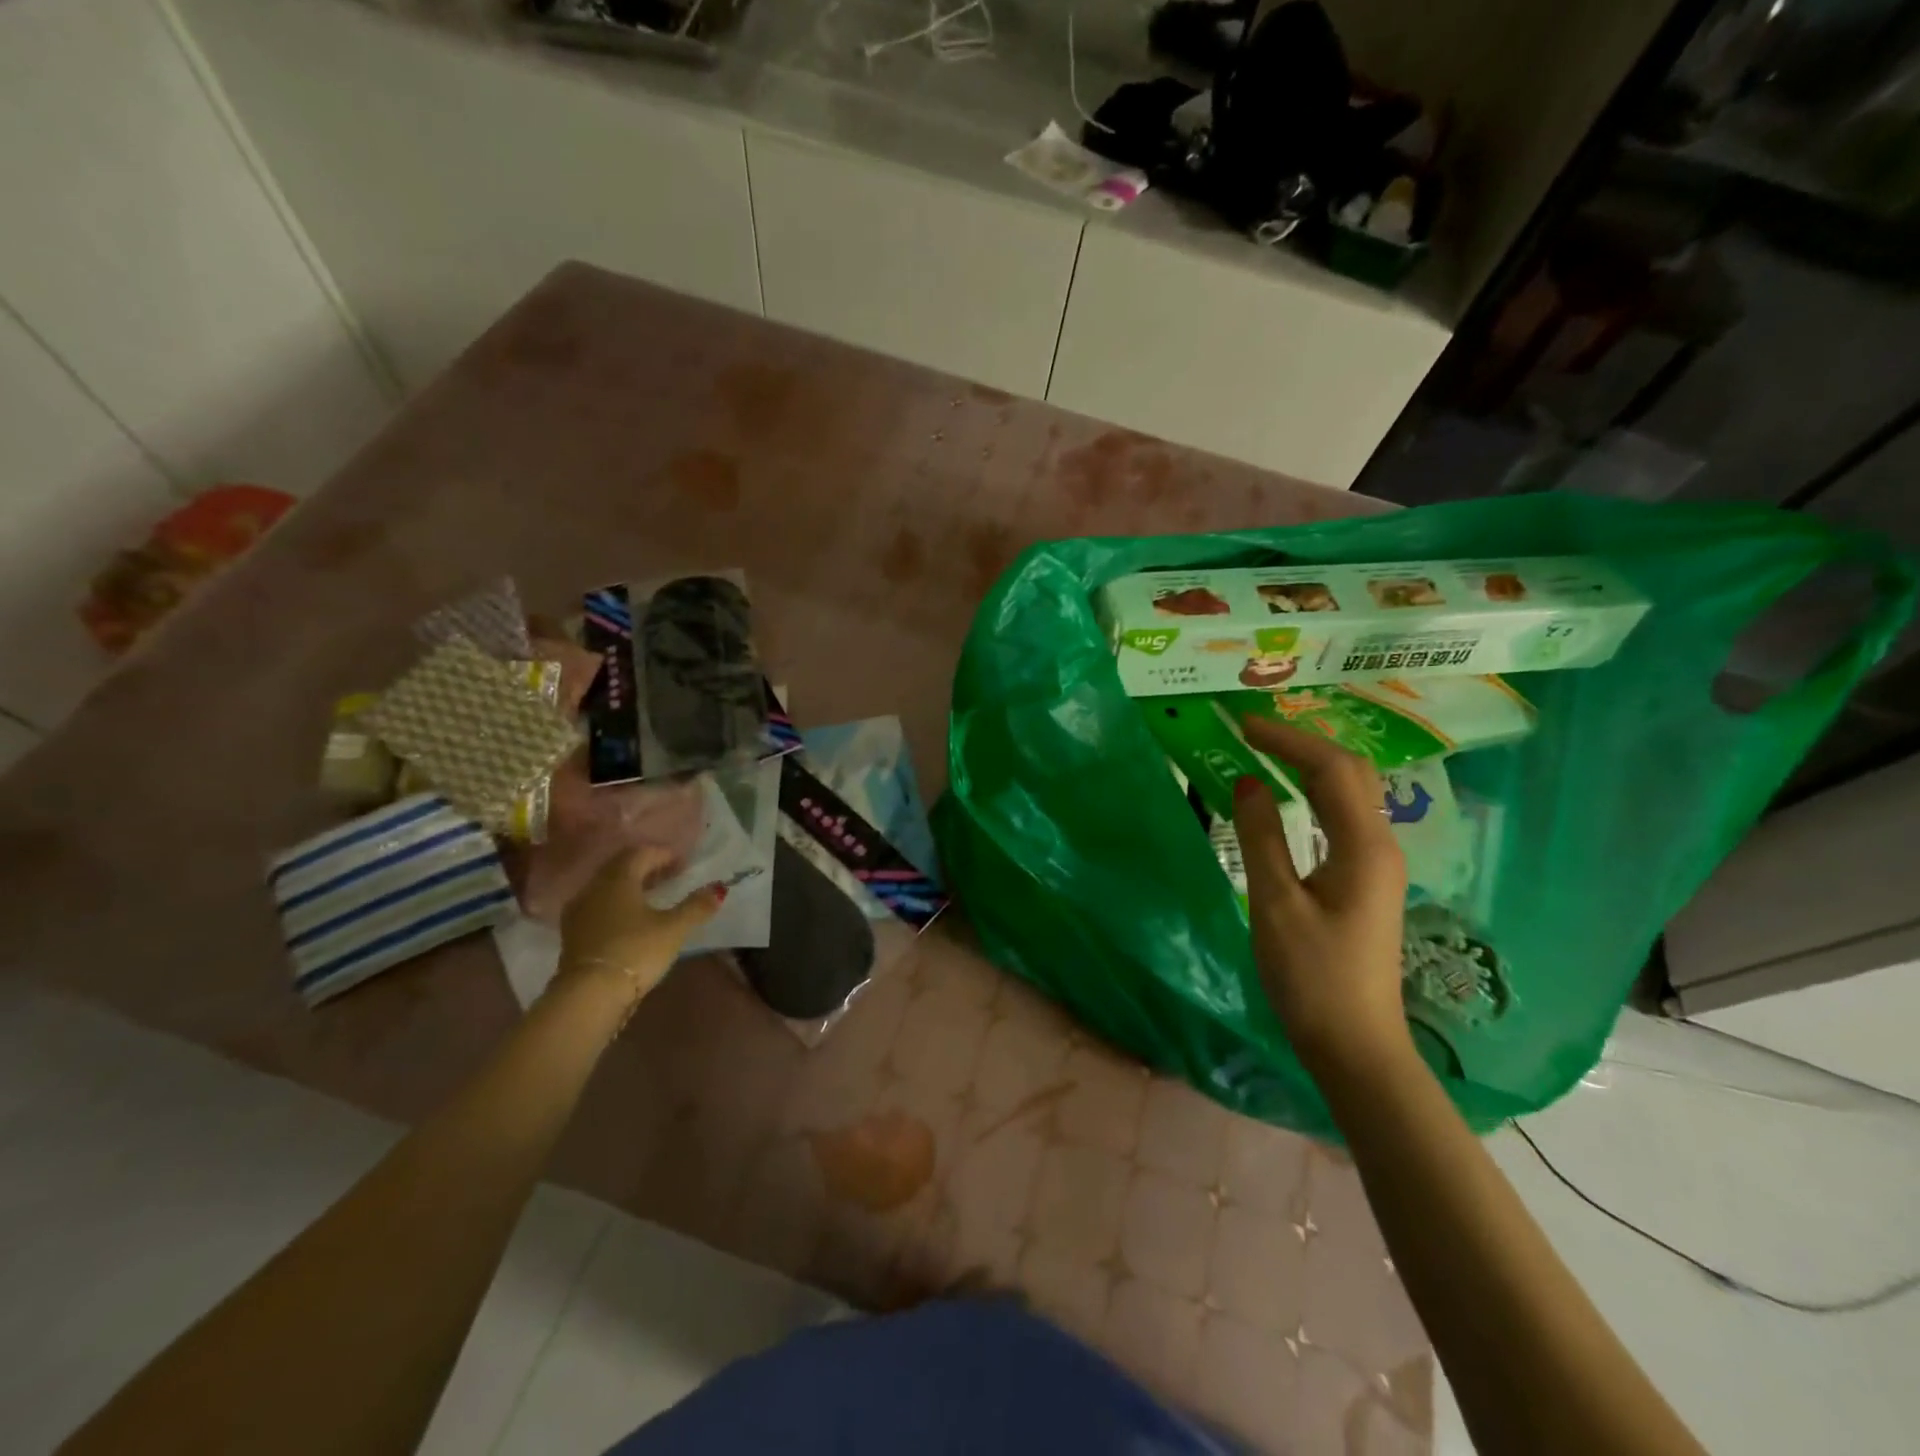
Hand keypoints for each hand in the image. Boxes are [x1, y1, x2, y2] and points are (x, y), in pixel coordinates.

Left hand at [555, 845, 720, 1008]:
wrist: (589, 995)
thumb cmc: (635, 951)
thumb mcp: (673, 929)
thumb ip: (696, 906)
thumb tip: (718, 888)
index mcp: (618, 879)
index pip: (640, 853)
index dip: (663, 854)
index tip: (683, 863)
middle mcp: (594, 888)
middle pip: (620, 867)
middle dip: (646, 867)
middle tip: (669, 875)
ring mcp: (579, 912)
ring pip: (606, 887)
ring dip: (629, 886)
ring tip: (652, 897)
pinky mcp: (573, 934)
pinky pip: (597, 907)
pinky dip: (616, 905)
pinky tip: (629, 919)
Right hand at [1232, 716, 1410, 1074]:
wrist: (1355, 1045)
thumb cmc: (1311, 977)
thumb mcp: (1275, 904)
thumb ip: (1260, 837)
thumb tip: (1246, 782)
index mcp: (1364, 847)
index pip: (1331, 769)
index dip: (1287, 740)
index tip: (1242, 726)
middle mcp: (1380, 846)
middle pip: (1350, 773)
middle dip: (1303, 743)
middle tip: (1253, 733)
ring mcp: (1377, 864)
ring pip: (1350, 794)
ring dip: (1310, 766)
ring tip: (1264, 753)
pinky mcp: (1366, 881)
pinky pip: (1342, 818)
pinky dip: (1313, 794)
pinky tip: (1288, 798)